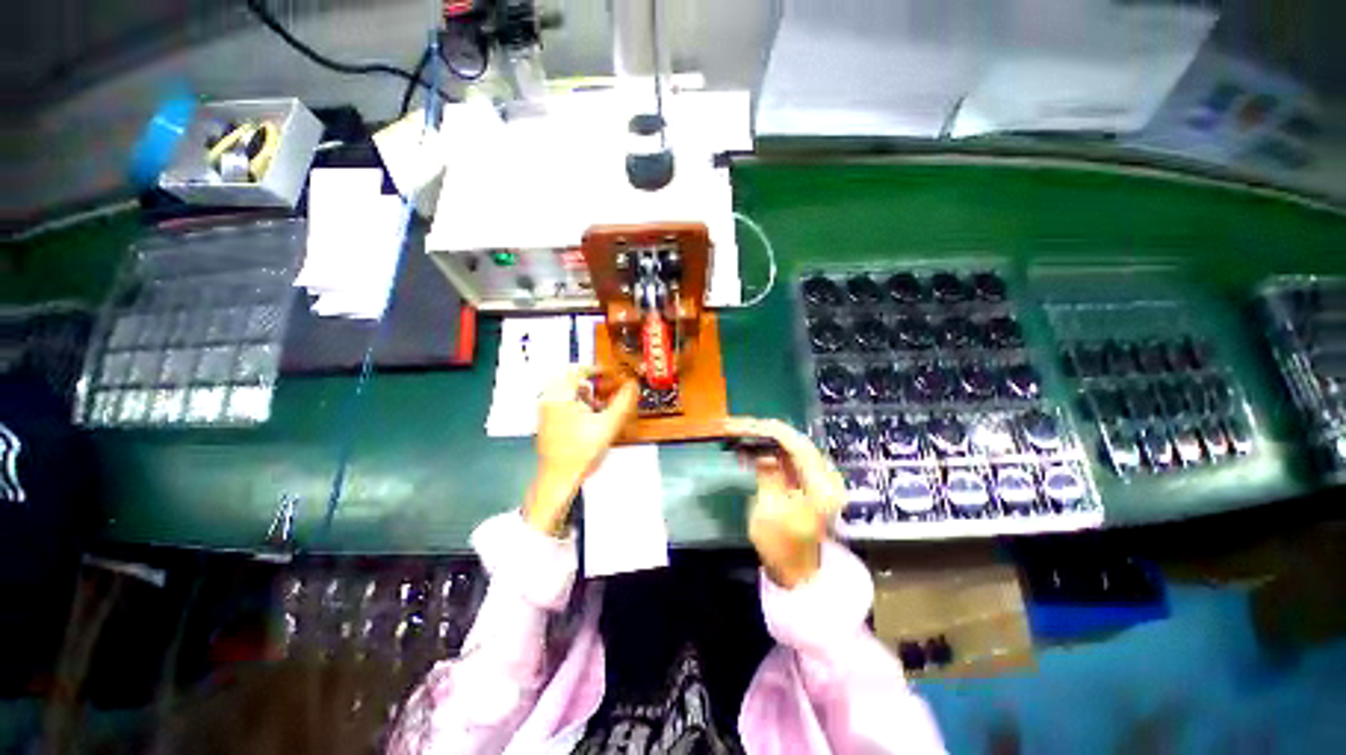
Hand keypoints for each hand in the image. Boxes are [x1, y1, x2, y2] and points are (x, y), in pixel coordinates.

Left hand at [524, 367, 638, 535]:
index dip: (597, 369)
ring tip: (598, 405)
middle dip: (590, 382)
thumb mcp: (608, 424)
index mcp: (561, 396)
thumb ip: (623, 402)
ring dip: (583, 393)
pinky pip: (560, 402)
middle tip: (604, 389)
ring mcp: (545, 411)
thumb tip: (632, 386)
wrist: (558, 478)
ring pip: (565, 391)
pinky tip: (587, 417)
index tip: (609, 374)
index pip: (577, 369)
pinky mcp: (545, 421)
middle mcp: (549, 400)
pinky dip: (575, 403)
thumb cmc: (579, 454)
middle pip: (570, 378)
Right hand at [721, 418, 845, 587]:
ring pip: (789, 447)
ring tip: (739, 434)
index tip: (746, 425)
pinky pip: (786, 458)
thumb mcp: (770, 510)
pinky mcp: (805, 481)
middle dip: (765, 431)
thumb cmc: (783, 546)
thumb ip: (768, 475)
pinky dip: (767, 451)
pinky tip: (748, 450)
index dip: (771, 432)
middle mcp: (824, 476)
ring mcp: (815, 478)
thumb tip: (762, 451)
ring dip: (764, 439)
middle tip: (738, 426)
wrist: (796, 572)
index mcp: (822, 485)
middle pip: (794, 442)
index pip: (797, 446)